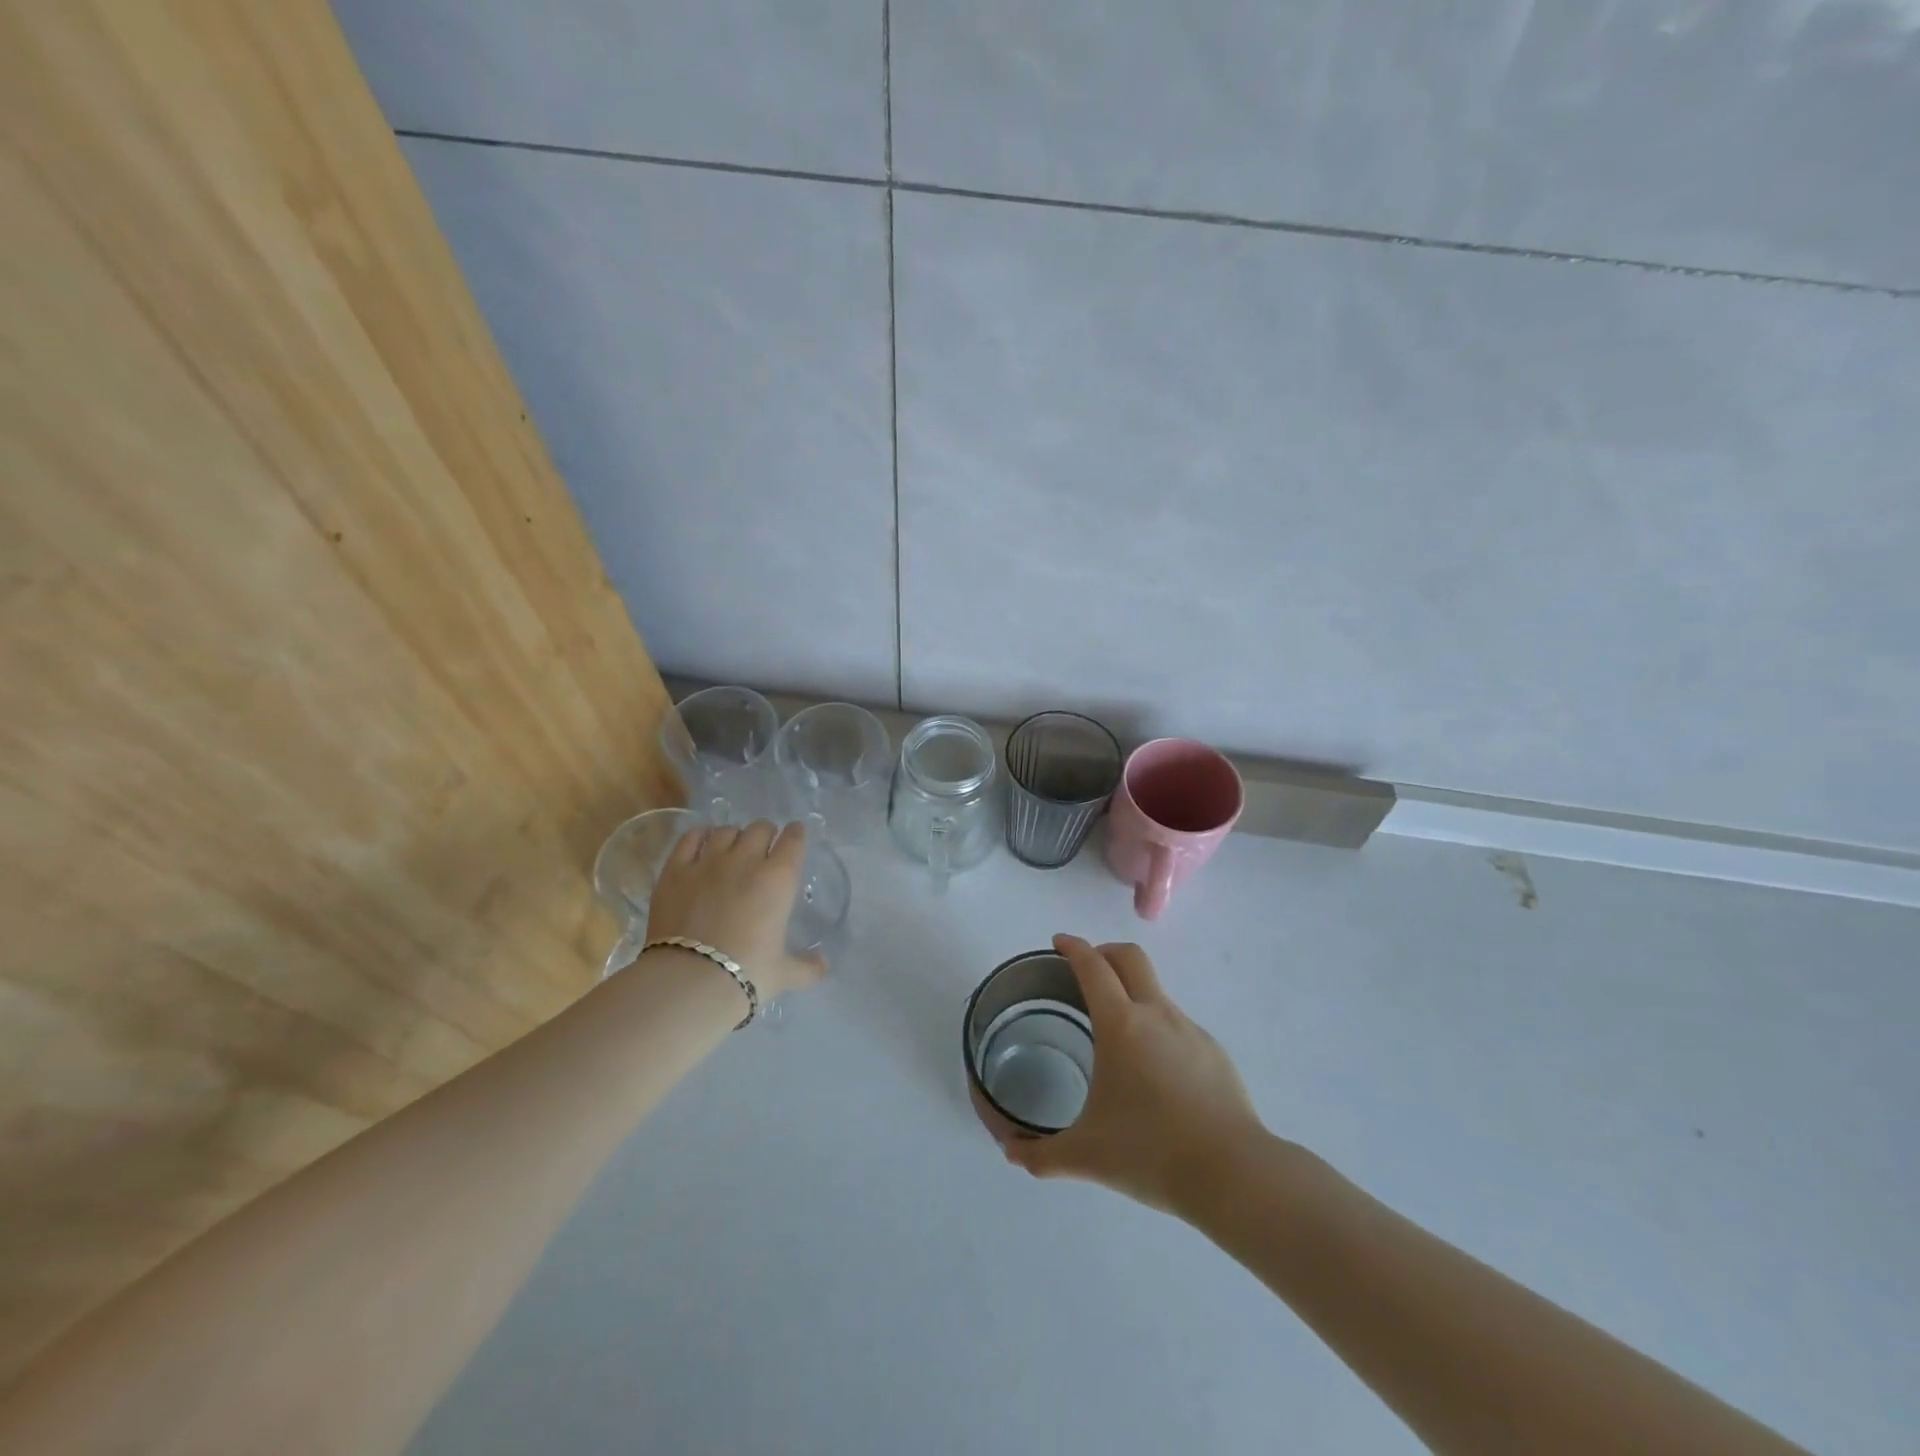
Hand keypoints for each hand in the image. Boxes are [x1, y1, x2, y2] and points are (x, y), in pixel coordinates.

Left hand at [643, 820, 827, 1003]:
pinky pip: (689, 838)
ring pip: (726, 831)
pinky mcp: (675, 870)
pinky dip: (699, 836)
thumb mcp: (783, 974)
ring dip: (734, 836)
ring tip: (732, 849)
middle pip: (760, 828)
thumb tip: (824, 965)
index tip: (796, 836)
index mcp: (779, 878)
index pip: (794, 839)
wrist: (688, 981)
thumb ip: (807, 967)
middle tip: (763, 849)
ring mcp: (708, 862)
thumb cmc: (746, 973)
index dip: (796, 834)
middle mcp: (746, 860)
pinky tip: (701, 842)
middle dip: (765, 834)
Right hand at [1003, 934, 1265, 1217]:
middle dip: (1104, 952)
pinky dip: (1157, 1029)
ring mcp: (1190, 1030)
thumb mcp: (1086, 1156)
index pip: (1093, 966)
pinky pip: (1177, 1025)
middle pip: (1130, 957)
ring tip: (1116, 1034)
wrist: (1235, 1174)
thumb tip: (1010, 1153)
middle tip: (1085, 971)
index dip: (1073, 947)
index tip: (1059, 942)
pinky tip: (1153, 1073)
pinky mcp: (1214, 1052)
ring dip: (1131, 993)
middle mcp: (1156, 1014)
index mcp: (1121, 1025)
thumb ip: (1041, 1154)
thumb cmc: (1151, 1153)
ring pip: (1155, 991)